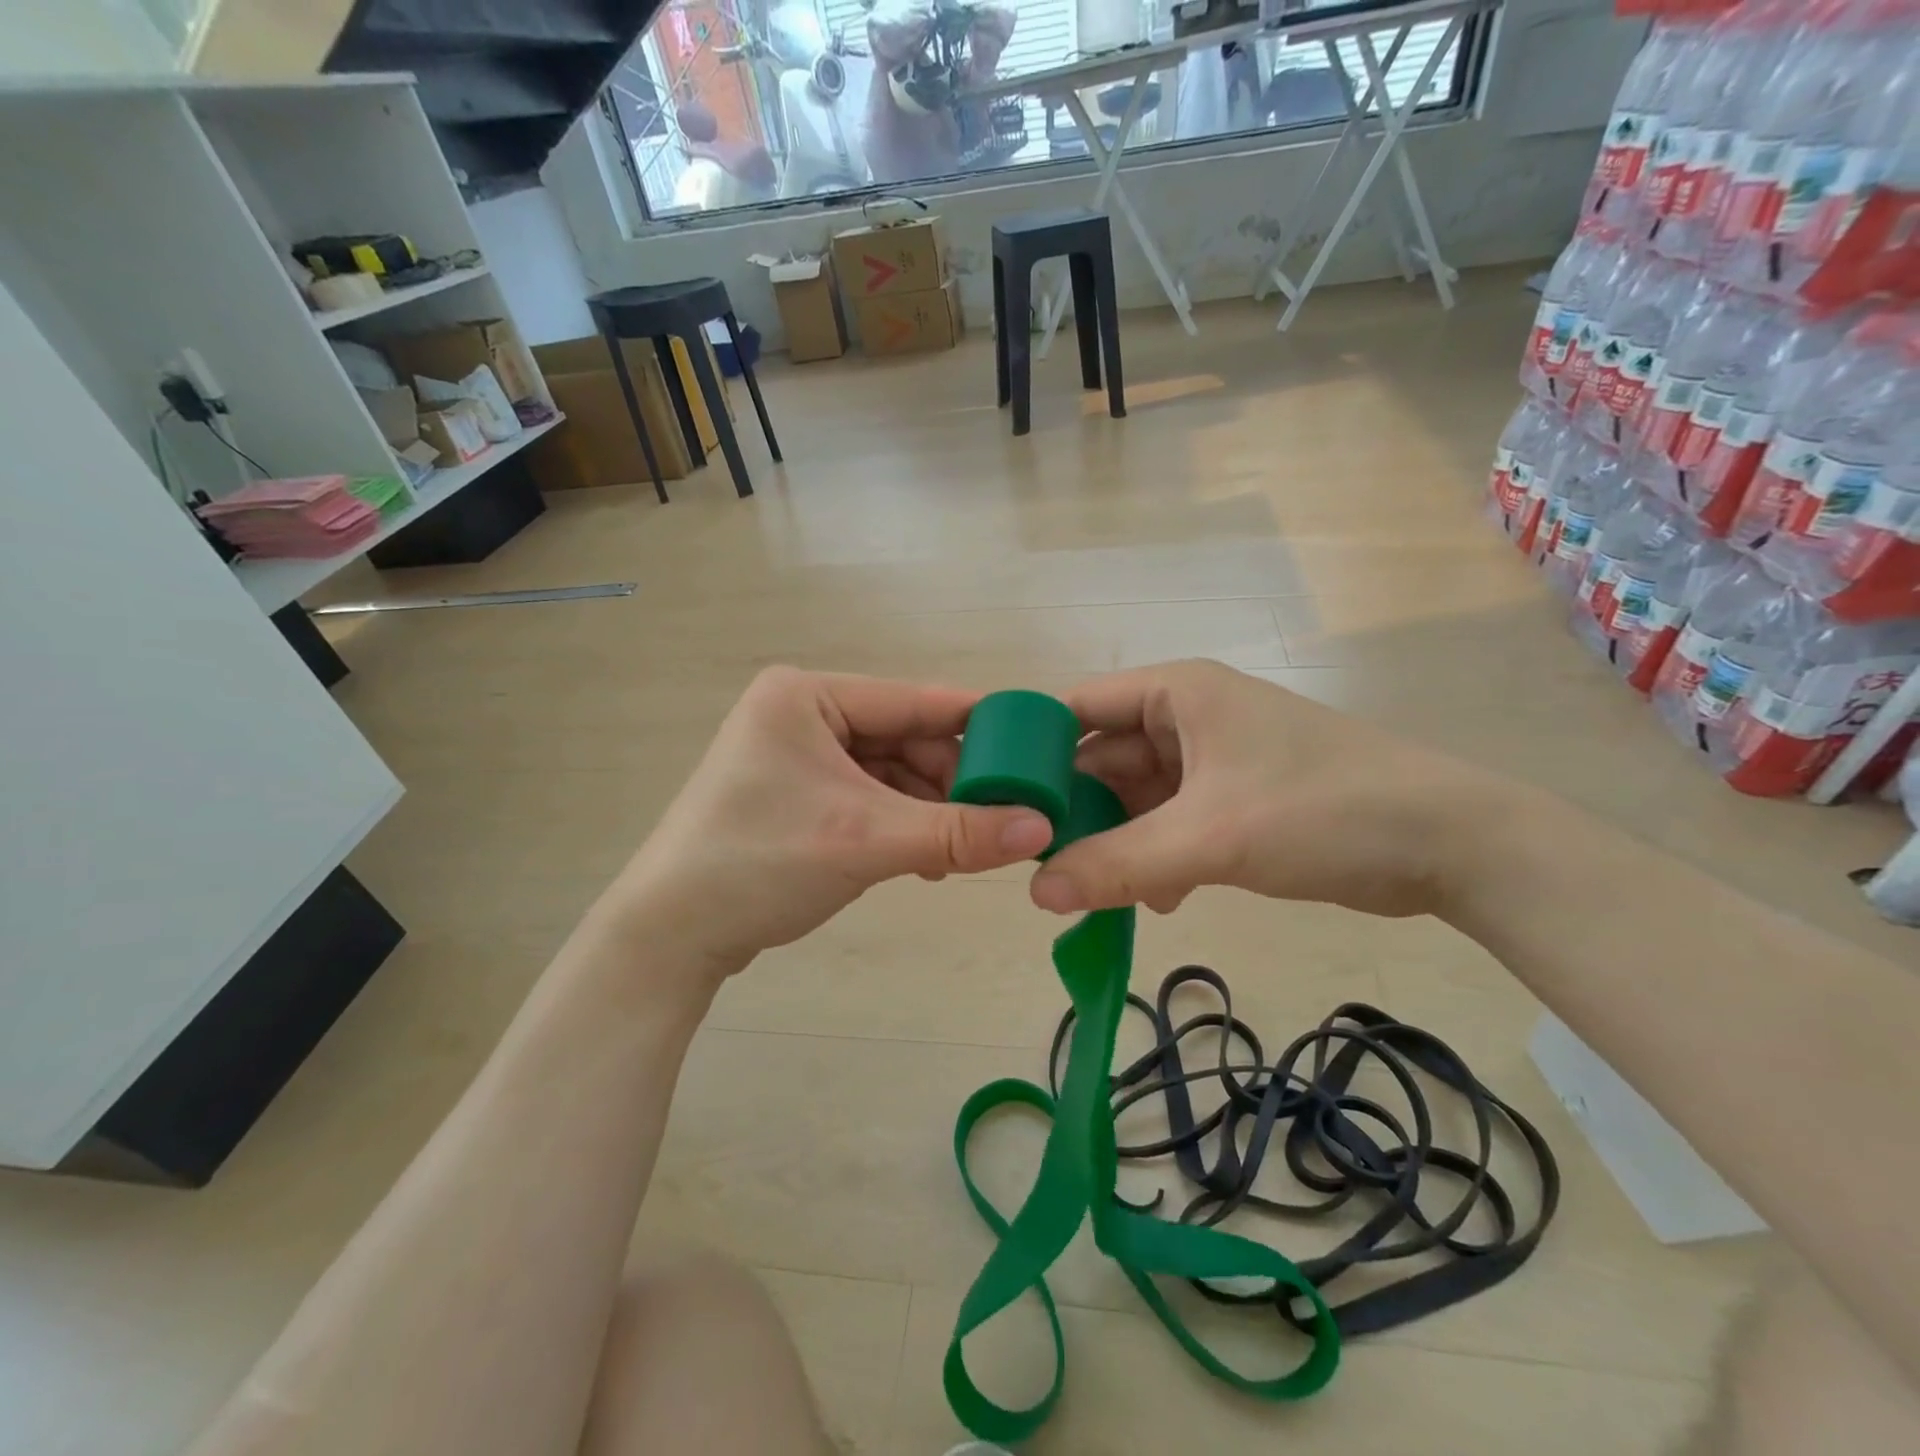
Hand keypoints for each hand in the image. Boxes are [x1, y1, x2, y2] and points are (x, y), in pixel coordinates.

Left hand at [595, 668, 1054, 985]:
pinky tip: (930, 859)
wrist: (669, 936)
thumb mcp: (868, 840)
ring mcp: (798, 758)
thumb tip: (1043, 828)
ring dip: (929, 811)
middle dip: (951, 781)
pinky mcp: (798, 798)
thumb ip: (959, 832)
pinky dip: (902, 826)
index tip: (1035, 748)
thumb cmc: (761, 862)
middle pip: (904, 739)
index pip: (912, 701)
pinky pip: (869, 800)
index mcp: (807, 695)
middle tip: (1002, 818)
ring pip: (890, 774)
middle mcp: (802, 715)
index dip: (976, 725)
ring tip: (968, 848)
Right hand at [1029, 660, 1500, 919]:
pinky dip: (1156, 858)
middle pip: (1103, 760)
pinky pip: (1170, 824)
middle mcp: (1187, 718)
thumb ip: (1117, 863)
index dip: (1036, 752)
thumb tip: (1034, 891)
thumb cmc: (1322, 811)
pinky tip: (1157, 900)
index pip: (1078, 708)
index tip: (1004, 807)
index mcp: (1175, 694)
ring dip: (1118, 844)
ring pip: (1136, 799)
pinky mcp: (1235, 801)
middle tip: (1044, 869)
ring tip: (1098, 895)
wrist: (1450, 844)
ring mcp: (1212, 761)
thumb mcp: (1210, 837)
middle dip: (1078, 815)